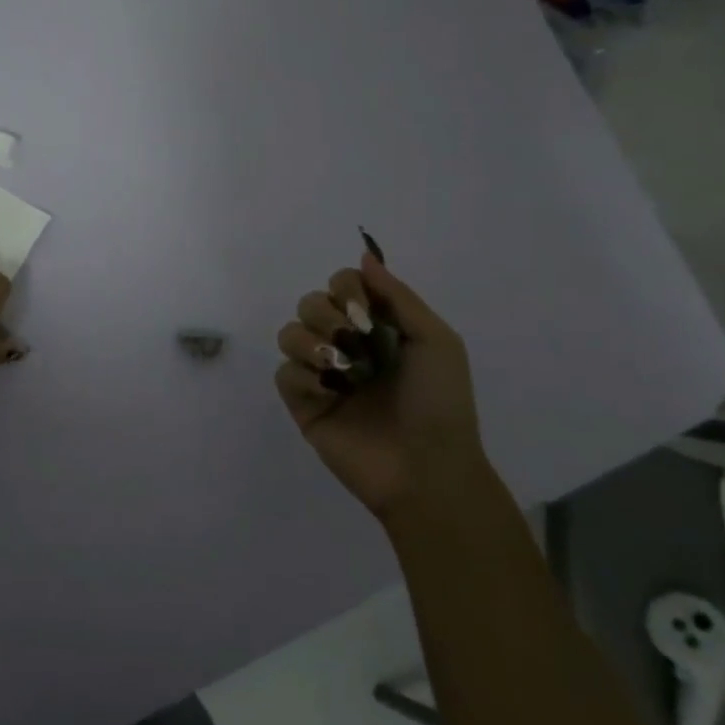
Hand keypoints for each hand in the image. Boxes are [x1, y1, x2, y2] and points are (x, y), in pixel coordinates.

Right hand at [274, 252, 484, 518]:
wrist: (428, 469)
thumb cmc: (440, 404)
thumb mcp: (437, 341)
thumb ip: (398, 296)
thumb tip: (364, 256)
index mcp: (378, 328)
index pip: (341, 285)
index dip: (345, 289)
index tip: (362, 311)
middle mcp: (346, 346)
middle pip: (309, 303)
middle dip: (325, 316)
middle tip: (352, 342)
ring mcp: (322, 375)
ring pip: (288, 333)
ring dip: (310, 343)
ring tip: (339, 369)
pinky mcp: (303, 404)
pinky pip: (284, 373)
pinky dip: (304, 376)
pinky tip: (329, 393)